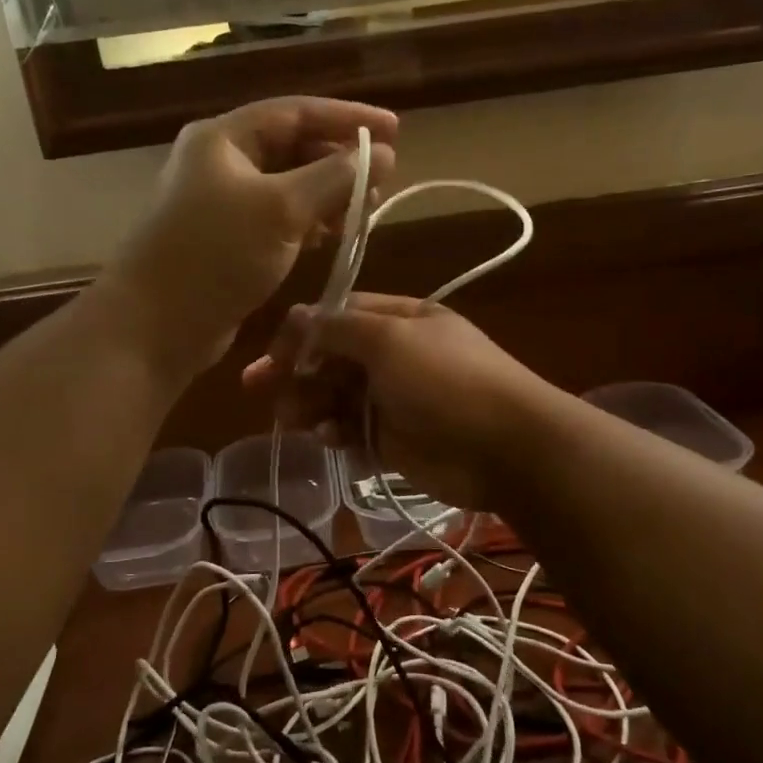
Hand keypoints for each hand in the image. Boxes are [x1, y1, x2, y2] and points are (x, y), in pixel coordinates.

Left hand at [103, 97, 397, 376]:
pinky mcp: (226, 242)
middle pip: (291, 147)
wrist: (154, 326)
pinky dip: (307, 223)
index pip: (296, 112)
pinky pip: (277, 220)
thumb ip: (335, 177)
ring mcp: (221, 204)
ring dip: (326, 195)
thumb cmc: (215, 254)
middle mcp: (220, 163)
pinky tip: (331, 237)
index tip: (395, 130)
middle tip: (381, 180)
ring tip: (364, 210)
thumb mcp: (281, 208)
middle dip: (338, 160)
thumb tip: (383, 154)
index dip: (348, 118)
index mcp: (224, 138)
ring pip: (287, 186)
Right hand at [243, 294, 561, 510]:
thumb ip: (339, 329)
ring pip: (337, 395)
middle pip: (333, 357)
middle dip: (297, 370)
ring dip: (310, 403)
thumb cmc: (446, 380)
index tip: (272, 352)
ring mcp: (395, 398)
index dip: (303, 331)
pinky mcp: (394, 439)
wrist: (505, 447)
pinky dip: (335, 431)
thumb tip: (297, 315)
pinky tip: (328, 437)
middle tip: (258, 387)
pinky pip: (352, 429)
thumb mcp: (390, 340)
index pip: (339, 315)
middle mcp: (395, 355)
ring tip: (290, 418)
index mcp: (400, 320)